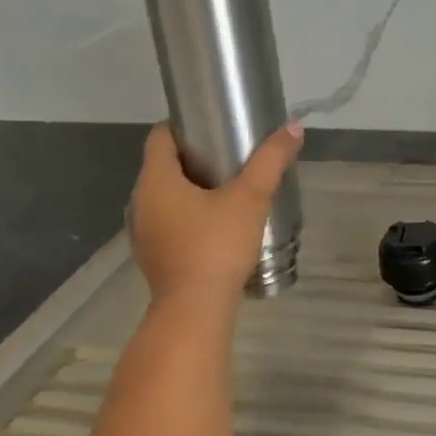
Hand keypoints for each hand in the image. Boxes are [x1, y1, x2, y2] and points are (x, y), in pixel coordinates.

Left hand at [128, 122, 303, 304]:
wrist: (195, 310)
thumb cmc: (217, 246)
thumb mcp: (250, 198)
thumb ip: (271, 161)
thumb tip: (294, 127)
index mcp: (156, 180)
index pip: (160, 136)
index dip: (185, 125)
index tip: (215, 127)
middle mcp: (140, 201)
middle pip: (164, 165)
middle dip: (194, 157)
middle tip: (231, 156)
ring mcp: (142, 231)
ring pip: (165, 195)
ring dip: (191, 188)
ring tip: (228, 190)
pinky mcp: (152, 254)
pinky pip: (168, 220)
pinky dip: (187, 214)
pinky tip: (216, 224)